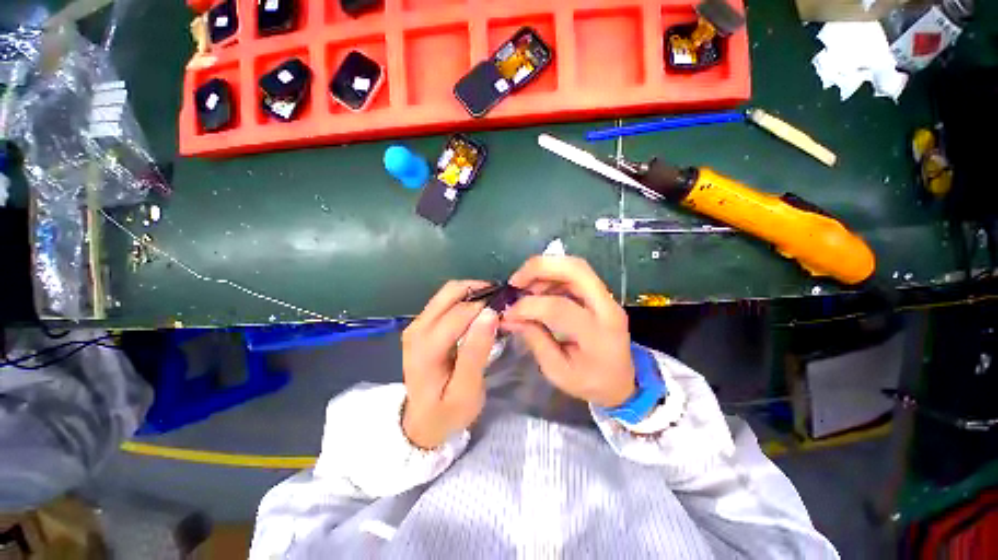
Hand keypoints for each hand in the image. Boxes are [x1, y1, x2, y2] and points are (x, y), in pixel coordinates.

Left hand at [401, 280, 498, 448]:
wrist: (422, 422)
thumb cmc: (447, 411)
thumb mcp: (467, 390)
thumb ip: (476, 352)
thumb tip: (490, 313)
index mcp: (426, 347)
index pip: (460, 312)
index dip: (486, 305)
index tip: (508, 309)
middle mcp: (417, 328)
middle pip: (451, 292)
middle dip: (480, 290)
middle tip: (502, 302)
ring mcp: (416, 324)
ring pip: (448, 292)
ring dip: (473, 292)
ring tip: (494, 304)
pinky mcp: (420, 324)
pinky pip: (444, 301)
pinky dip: (465, 299)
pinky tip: (480, 311)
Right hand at [502, 256, 635, 407]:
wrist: (622, 382)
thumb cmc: (590, 383)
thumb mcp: (557, 371)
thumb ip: (535, 340)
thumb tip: (510, 317)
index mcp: (597, 334)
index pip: (559, 307)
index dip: (528, 306)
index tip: (509, 313)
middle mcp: (607, 307)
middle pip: (575, 269)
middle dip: (539, 268)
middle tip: (515, 281)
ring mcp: (607, 297)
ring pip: (575, 266)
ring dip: (545, 270)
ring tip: (524, 287)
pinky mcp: (601, 294)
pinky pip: (575, 274)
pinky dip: (552, 275)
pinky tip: (538, 288)